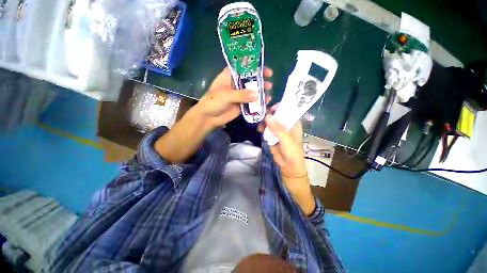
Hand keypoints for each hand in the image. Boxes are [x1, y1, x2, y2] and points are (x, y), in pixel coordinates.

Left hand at [193, 67, 272, 129]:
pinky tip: (265, 102)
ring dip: (261, 92)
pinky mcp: (242, 105)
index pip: (244, 68)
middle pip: (250, 79)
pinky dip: (258, 102)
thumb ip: (241, 94)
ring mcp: (240, 95)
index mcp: (230, 76)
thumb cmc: (213, 101)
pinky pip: (252, 102)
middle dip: (260, 81)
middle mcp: (236, 84)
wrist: (209, 117)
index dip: (255, 68)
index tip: (266, 71)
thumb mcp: (226, 95)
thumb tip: (257, 95)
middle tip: (269, 84)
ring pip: (253, 91)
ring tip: (268, 93)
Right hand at [263, 104, 306, 178]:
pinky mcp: (271, 136)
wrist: (288, 165)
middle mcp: (285, 125)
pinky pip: (266, 130)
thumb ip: (277, 128)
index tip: (272, 107)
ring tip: (260, 123)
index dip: (281, 107)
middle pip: (277, 116)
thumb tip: (267, 116)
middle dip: (270, 114)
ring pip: (270, 123)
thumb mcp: (286, 139)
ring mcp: (278, 131)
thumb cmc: (292, 151)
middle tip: (263, 114)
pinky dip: (262, 128)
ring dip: (265, 122)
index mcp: (293, 124)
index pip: (288, 111)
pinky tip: (259, 129)